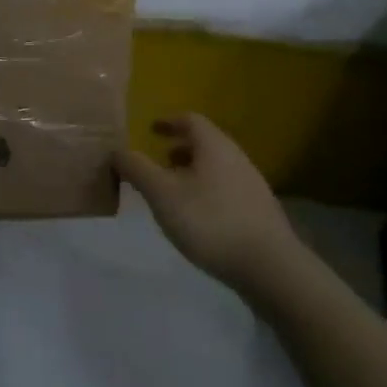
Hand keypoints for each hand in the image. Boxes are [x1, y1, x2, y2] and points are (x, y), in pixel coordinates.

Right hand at [114, 114, 302, 292]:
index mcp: (214, 146)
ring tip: (172, 193)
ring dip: (192, 172)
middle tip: (157, 162)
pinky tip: (196, 218)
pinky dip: (205, 191)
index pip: (191, 120)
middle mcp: (236, 158)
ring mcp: (252, 185)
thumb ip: (137, 169)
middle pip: (205, 144)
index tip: (151, 129)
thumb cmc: (210, 221)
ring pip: (216, 168)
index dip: (169, 122)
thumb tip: (116, 150)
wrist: (269, 266)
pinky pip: (225, 189)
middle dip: (179, 149)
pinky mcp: (258, 211)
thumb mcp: (162, 194)